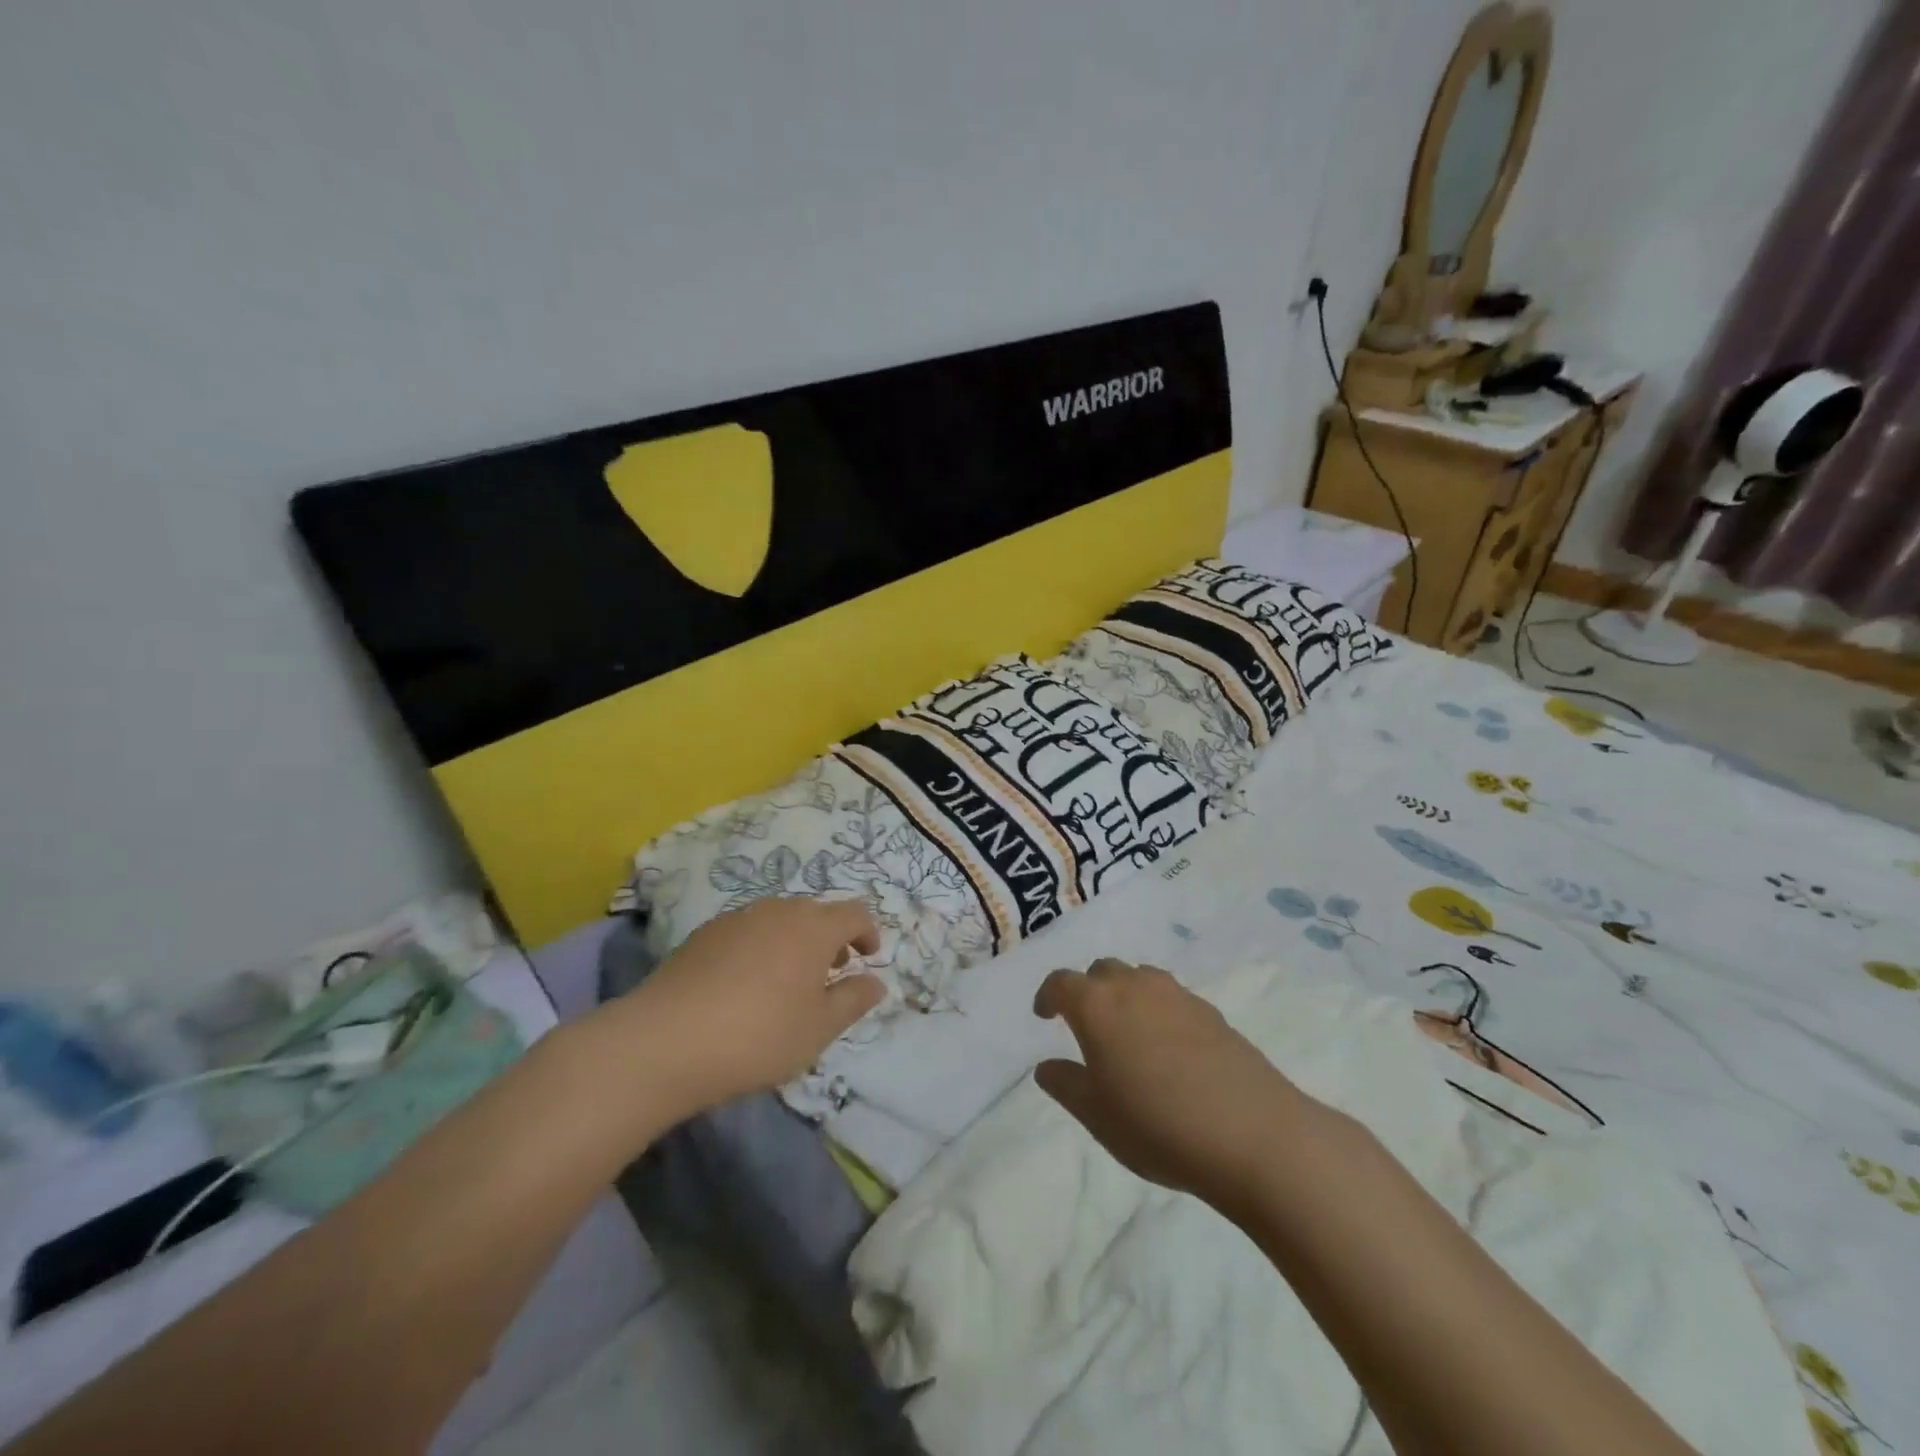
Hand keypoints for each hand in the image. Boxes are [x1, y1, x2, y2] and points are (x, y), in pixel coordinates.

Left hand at [611, 897, 882, 1125]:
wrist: (665, 1041)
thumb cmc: (759, 1035)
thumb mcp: (819, 1028)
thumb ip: (853, 1000)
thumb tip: (876, 982)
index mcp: (814, 927)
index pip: (854, 913)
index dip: (867, 932)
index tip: (869, 957)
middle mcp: (779, 910)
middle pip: (816, 913)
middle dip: (831, 938)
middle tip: (831, 973)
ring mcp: (738, 918)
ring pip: (780, 920)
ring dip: (795, 941)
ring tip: (789, 981)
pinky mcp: (704, 933)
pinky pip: (748, 931)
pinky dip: (761, 947)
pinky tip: (746, 985)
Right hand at [1033, 959, 1309, 1209]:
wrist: (1253, 1134)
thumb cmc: (1158, 1126)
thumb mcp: (1097, 1116)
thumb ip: (1066, 1085)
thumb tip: (1046, 1066)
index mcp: (1097, 1006)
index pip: (1061, 982)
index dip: (1048, 995)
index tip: (1045, 1015)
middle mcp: (1134, 987)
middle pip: (1102, 971)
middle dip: (1088, 990)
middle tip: (1086, 1025)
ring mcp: (1177, 995)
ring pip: (1140, 978)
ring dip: (1125, 995)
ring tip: (1128, 1032)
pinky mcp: (1212, 1012)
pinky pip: (1172, 998)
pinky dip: (1159, 1010)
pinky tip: (1169, 1049)